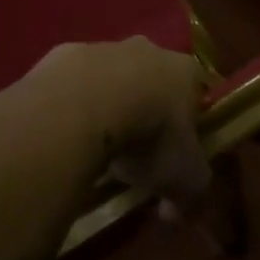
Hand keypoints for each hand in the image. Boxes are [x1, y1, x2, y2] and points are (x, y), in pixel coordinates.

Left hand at [30, 38, 209, 202]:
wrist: (83, 105)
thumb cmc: (148, 137)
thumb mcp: (184, 180)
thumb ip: (190, 197)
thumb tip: (175, 213)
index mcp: (185, 71)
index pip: (195, 93)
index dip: (189, 122)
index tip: (177, 150)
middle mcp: (147, 49)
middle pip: (152, 79)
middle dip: (146, 108)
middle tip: (136, 148)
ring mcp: (103, 47)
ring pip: (110, 77)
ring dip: (106, 104)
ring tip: (96, 145)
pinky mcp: (63, 54)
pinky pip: (73, 82)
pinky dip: (72, 103)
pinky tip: (66, 131)